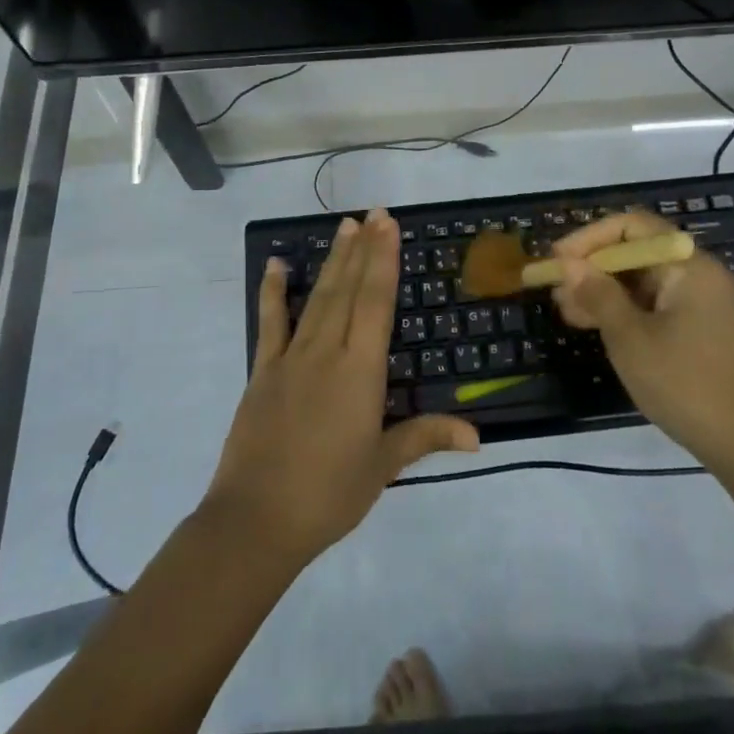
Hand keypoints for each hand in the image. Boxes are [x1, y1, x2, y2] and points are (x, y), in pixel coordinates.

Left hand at [204, 207, 478, 567]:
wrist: (256, 520)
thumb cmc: (328, 494)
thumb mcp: (382, 466)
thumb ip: (425, 437)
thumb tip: (477, 436)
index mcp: (359, 371)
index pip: (375, 303)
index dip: (383, 260)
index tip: (387, 225)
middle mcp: (326, 352)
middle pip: (348, 290)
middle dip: (363, 249)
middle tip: (373, 213)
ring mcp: (290, 358)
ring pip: (317, 298)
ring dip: (332, 261)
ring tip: (344, 227)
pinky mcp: (263, 371)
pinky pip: (270, 323)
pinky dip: (273, 291)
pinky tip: (276, 264)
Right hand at [550, 211, 733, 462]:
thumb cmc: (687, 385)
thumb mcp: (631, 339)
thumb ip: (598, 294)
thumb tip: (569, 264)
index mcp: (691, 266)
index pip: (634, 226)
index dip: (589, 238)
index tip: (557, 260)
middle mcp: (703, 275)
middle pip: (640, 253)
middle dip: (594, 268)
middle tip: (557, 291)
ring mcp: (709, 304)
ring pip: (647, 282)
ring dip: (606, 292)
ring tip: (568, 313)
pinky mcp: (708, 331)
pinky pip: (661, 305)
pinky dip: (629, 311)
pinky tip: (600, 328)